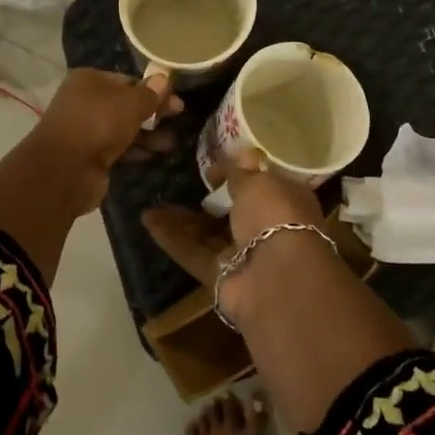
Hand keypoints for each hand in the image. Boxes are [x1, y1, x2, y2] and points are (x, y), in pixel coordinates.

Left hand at [30, 68, 181, 214]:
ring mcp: (86, 129)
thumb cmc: (98, 125)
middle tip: (179, 118)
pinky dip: (136, 150)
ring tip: (171, 143)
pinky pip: (118, 148)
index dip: (153, 89)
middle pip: (126, 104)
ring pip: (123, 127)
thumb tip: (164, 78)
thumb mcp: (130, 104)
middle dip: (153, 112)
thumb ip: (149, 94)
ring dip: (148, 134)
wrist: (64, 171)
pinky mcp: (89, 155)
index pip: (128, 80)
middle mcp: (85, 101)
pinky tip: (156, 155)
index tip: (176, 100)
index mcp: (89, 80)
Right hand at [141, 150, 326, 295]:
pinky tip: (147, 220)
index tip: (213, 167)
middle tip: (179, 181)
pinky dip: (172, 238)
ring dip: (181, 219)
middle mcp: (267, 230)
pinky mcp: (220, 278)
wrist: (277, 278)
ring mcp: (243, 256)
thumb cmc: (275, 216)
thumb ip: (241, 172)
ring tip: (152, 201)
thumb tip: (239, 156)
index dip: (240, 175)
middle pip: (233, 213)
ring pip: (208, 234)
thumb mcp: (259, 183)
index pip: (262, 187)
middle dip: (208, 199)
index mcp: (287, 203)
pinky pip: (193, 253)